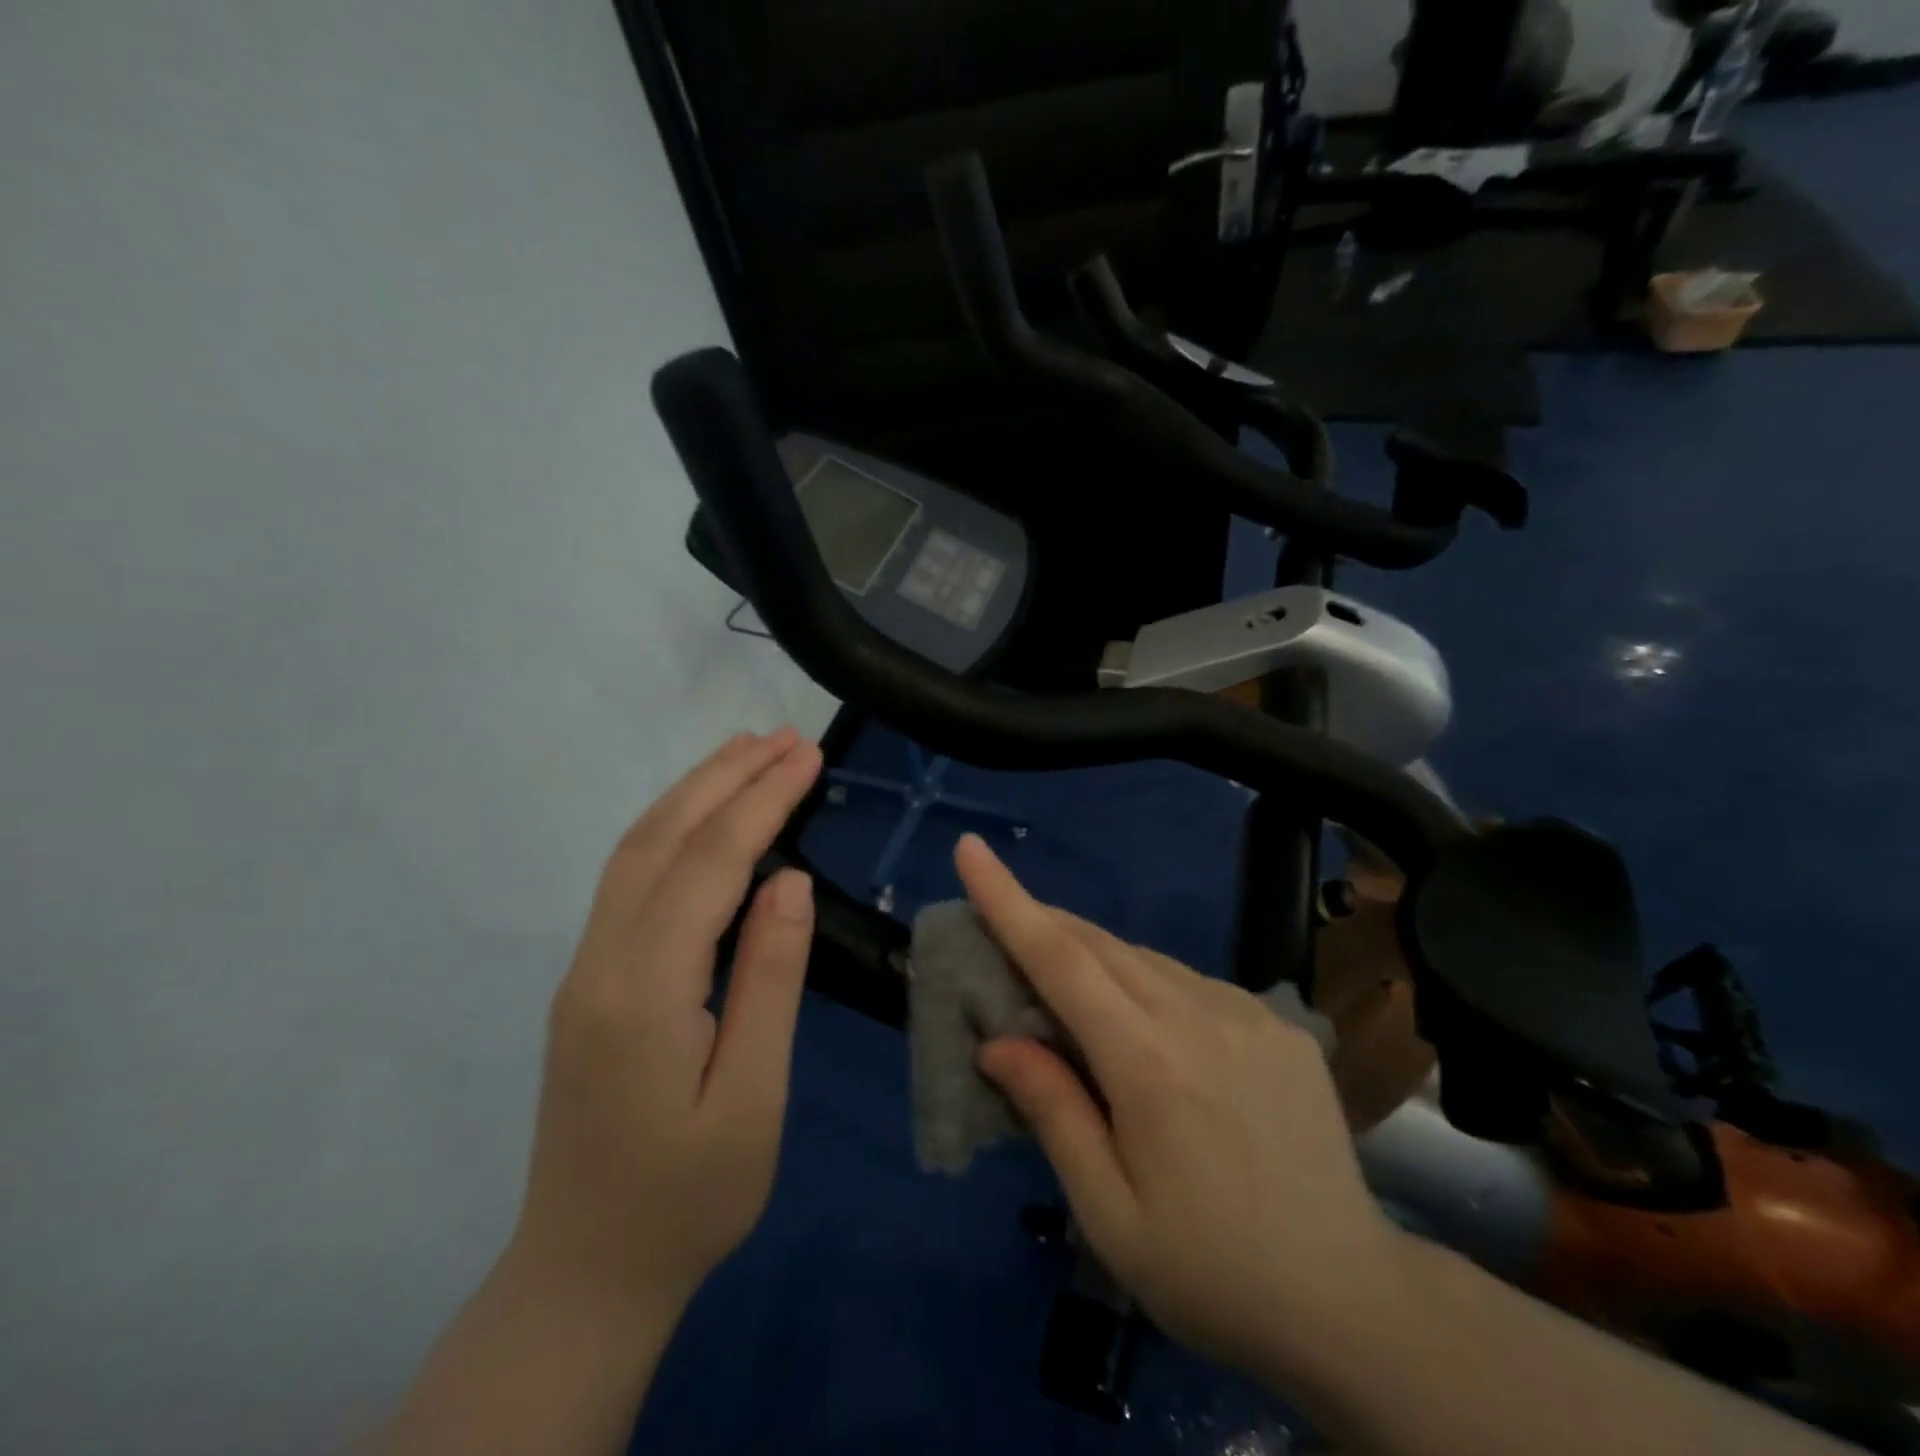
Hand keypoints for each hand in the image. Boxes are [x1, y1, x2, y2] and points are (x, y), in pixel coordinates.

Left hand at [510, 728, 823, 1318]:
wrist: (585, 1275)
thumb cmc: (689, 1198)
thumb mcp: (752, 1099)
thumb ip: (769, 982)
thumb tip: (788, 881)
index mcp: (644, 991)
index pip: (709, 865)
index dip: (761, 800)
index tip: (807, 755)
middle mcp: (600, 962)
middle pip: (660, 839)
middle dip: (724, 777)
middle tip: (783, 737)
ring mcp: (584, 969)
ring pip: (635, 852)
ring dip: (693, 793)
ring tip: (745, 753)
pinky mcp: (588, 982)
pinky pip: (628, 881)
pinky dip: (670, 829)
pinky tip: (702, 818)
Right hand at [956, 834, 1410, 1382]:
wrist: (1352, 1302)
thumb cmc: (1211, 1273)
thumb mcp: (1109, 1213)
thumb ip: (1053, 1112)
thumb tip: (996, 1040)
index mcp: (1149, 1063)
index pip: (1061, 959)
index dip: (1008, 899)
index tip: (970, 848)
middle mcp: (1199, 1015)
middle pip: (1099, 944)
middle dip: (1043, 922)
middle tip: (1000, 929)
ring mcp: (1248, 1012)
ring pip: (1146, 958)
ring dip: (1094, 958)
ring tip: (1068, 995)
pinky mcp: (1279, 1023)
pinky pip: (1191, 982)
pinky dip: (1148, 983)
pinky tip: (1147, 1028)